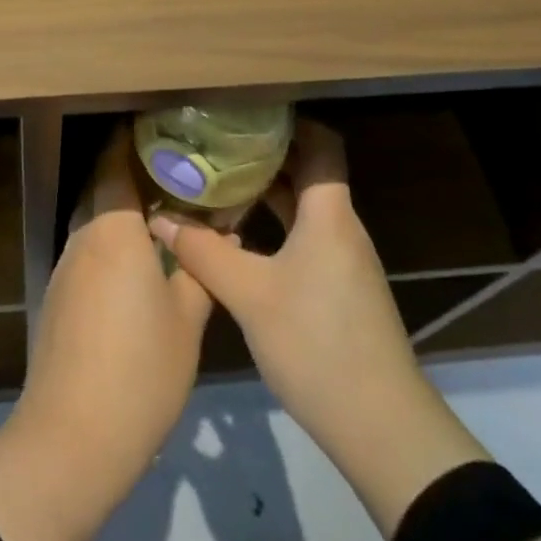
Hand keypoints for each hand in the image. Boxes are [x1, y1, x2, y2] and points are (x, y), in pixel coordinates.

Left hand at [0, 123, 210, 540]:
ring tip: (164, 210)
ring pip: (94, 219)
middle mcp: (84, 236)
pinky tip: (138, 259)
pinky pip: (88, 248)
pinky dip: (111, 240)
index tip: (161, 129)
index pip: (115, 163)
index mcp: (113, 229)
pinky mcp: (59, 296)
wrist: (71, 436)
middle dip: (132, 172)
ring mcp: (66, 266)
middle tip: (175, 169)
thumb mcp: (187, 321)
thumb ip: (201, 270)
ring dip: (121, 208)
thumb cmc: (139, 371)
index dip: (132, 140)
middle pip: (102, 186)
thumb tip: (222, 230)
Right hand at [150, 118, 488, 536]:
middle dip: (265, 154)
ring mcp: (343, 260)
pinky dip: (274, 224)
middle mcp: (341, 227)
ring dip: (266, 191)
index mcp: (329, 214)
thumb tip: (159, 216)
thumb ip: (202, 251)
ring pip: (304, 207)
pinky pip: (305, 236)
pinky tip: (238, 233)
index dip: (289, 122)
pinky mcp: (339, 288)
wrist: (381, 429)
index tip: (245, 112)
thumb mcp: (248, 295)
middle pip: (308, 172)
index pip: (322, 144)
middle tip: (215, 142)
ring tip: (218, 178)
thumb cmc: (316, 345)